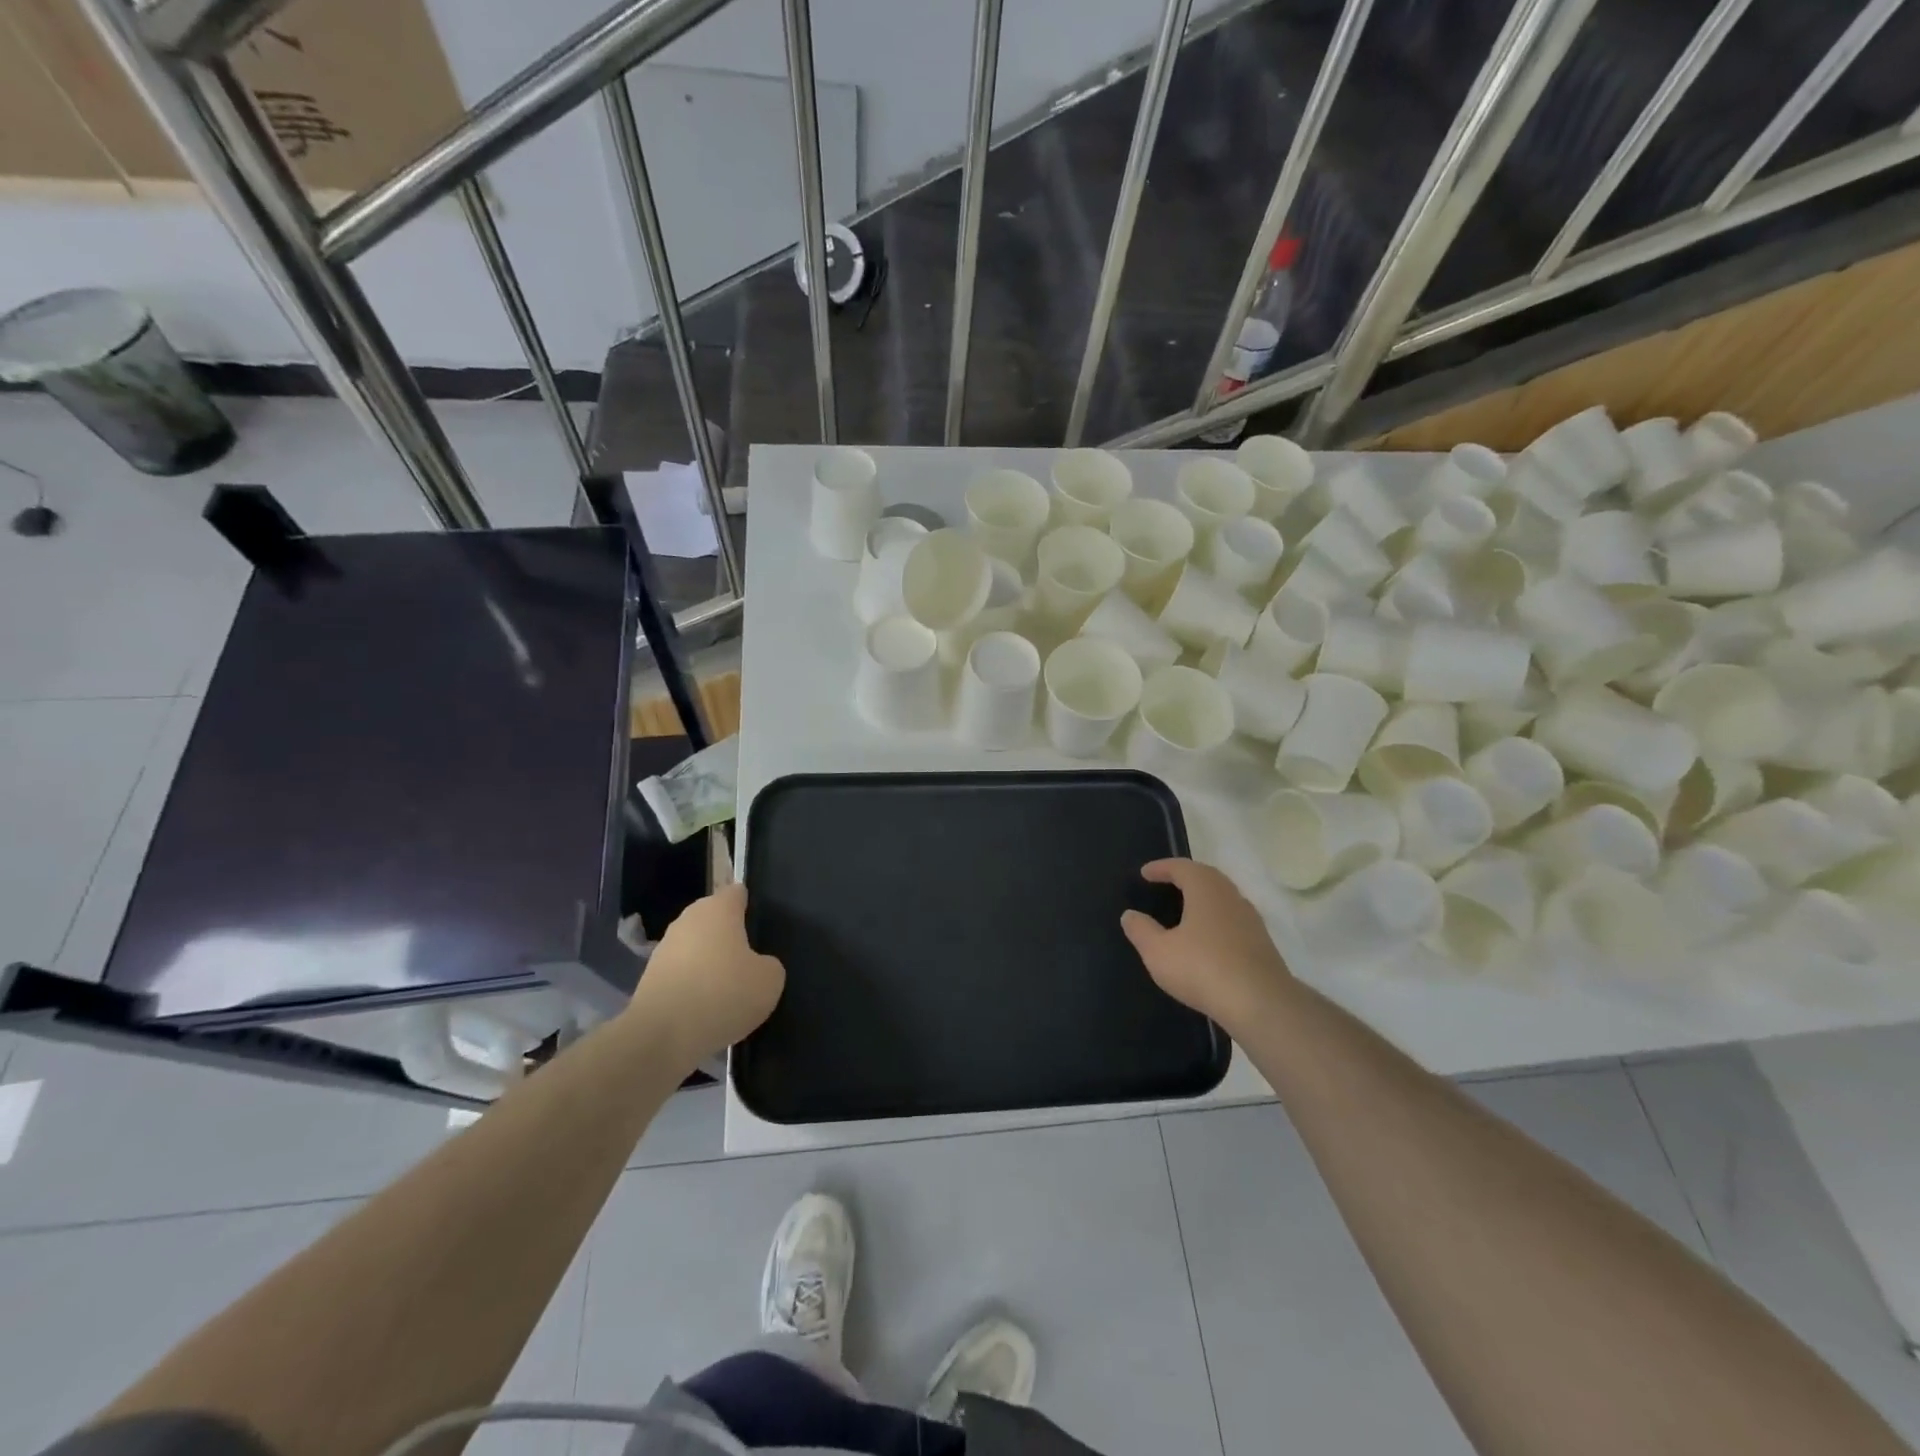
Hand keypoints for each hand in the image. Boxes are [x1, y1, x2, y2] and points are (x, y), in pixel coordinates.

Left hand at [627, 884, 784, 1065]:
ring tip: (727, 990)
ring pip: (695, 947)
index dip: (749, 905)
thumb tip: (757, 966)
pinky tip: (704, 1009)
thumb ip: (769, 965)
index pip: (737, 892)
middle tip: (749, 962)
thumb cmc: (723, 994)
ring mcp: (664, 948)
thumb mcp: (769, 981)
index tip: (760, 925)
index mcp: (719, 909)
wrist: (661, 1036)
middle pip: (714, 919)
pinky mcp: (649, 978)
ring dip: (709, 962)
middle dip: (729, 936)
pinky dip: (692, 986)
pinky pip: (681, 974)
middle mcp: (688, 920)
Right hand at [1120, 859, 1292, 1034]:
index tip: (1145, 873)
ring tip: (1184, 910)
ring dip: (1203, 898)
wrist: (1261, 1004)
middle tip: (1166, 884)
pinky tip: (1206, 938)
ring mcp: (1250, 919)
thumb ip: (1141, 930)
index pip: (1182, 867)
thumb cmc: (1202, 968)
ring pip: (1223, 898)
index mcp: (1205, 889)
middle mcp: (1231, 896)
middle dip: (1185, 877)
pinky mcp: (1262, 943)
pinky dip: (1215, 920)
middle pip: (1206, 877)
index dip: (1161, 867)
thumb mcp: (1158, 951)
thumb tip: (1130, 915)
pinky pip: (1233, 920)